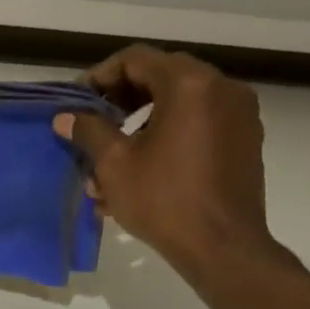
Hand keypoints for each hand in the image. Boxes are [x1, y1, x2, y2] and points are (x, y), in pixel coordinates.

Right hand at [52, 46, 285, 285]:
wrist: (223, 248)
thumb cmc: (164, 201)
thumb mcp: (115, 164)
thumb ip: (89, 131)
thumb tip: (66, 116)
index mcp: (190, 84)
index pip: (136, 60)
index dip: (100, 77)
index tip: (78, 101)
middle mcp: (221, 88)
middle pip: (161, 77)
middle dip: (121, 99)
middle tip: (93, 122)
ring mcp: (238, 115)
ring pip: (179, 103)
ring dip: (142, 122)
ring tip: (112, 156)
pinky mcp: (244, 141)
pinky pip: (199, 124)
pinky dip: (168, 135)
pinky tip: (142, 168)